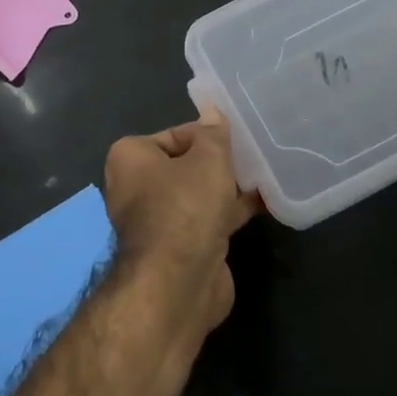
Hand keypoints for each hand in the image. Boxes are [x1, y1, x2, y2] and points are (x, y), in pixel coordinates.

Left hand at [103, 117, 257, 339]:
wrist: (178, 283)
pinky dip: (231, 212)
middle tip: (254, 154)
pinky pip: (207, 220)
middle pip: (186, 165)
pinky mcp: (179, 248)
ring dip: (228, 187)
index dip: (207, 135)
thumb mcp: (208, 158)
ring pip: (199, 194)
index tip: (236, 138)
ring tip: (265, 174)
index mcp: (130, 159)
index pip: (174, 135)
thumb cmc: (186, 206)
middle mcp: (136, 188)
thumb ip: (214, 134)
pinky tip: (264, 203)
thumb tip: (212, 112)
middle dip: (219, 162)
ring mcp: (158, 221)